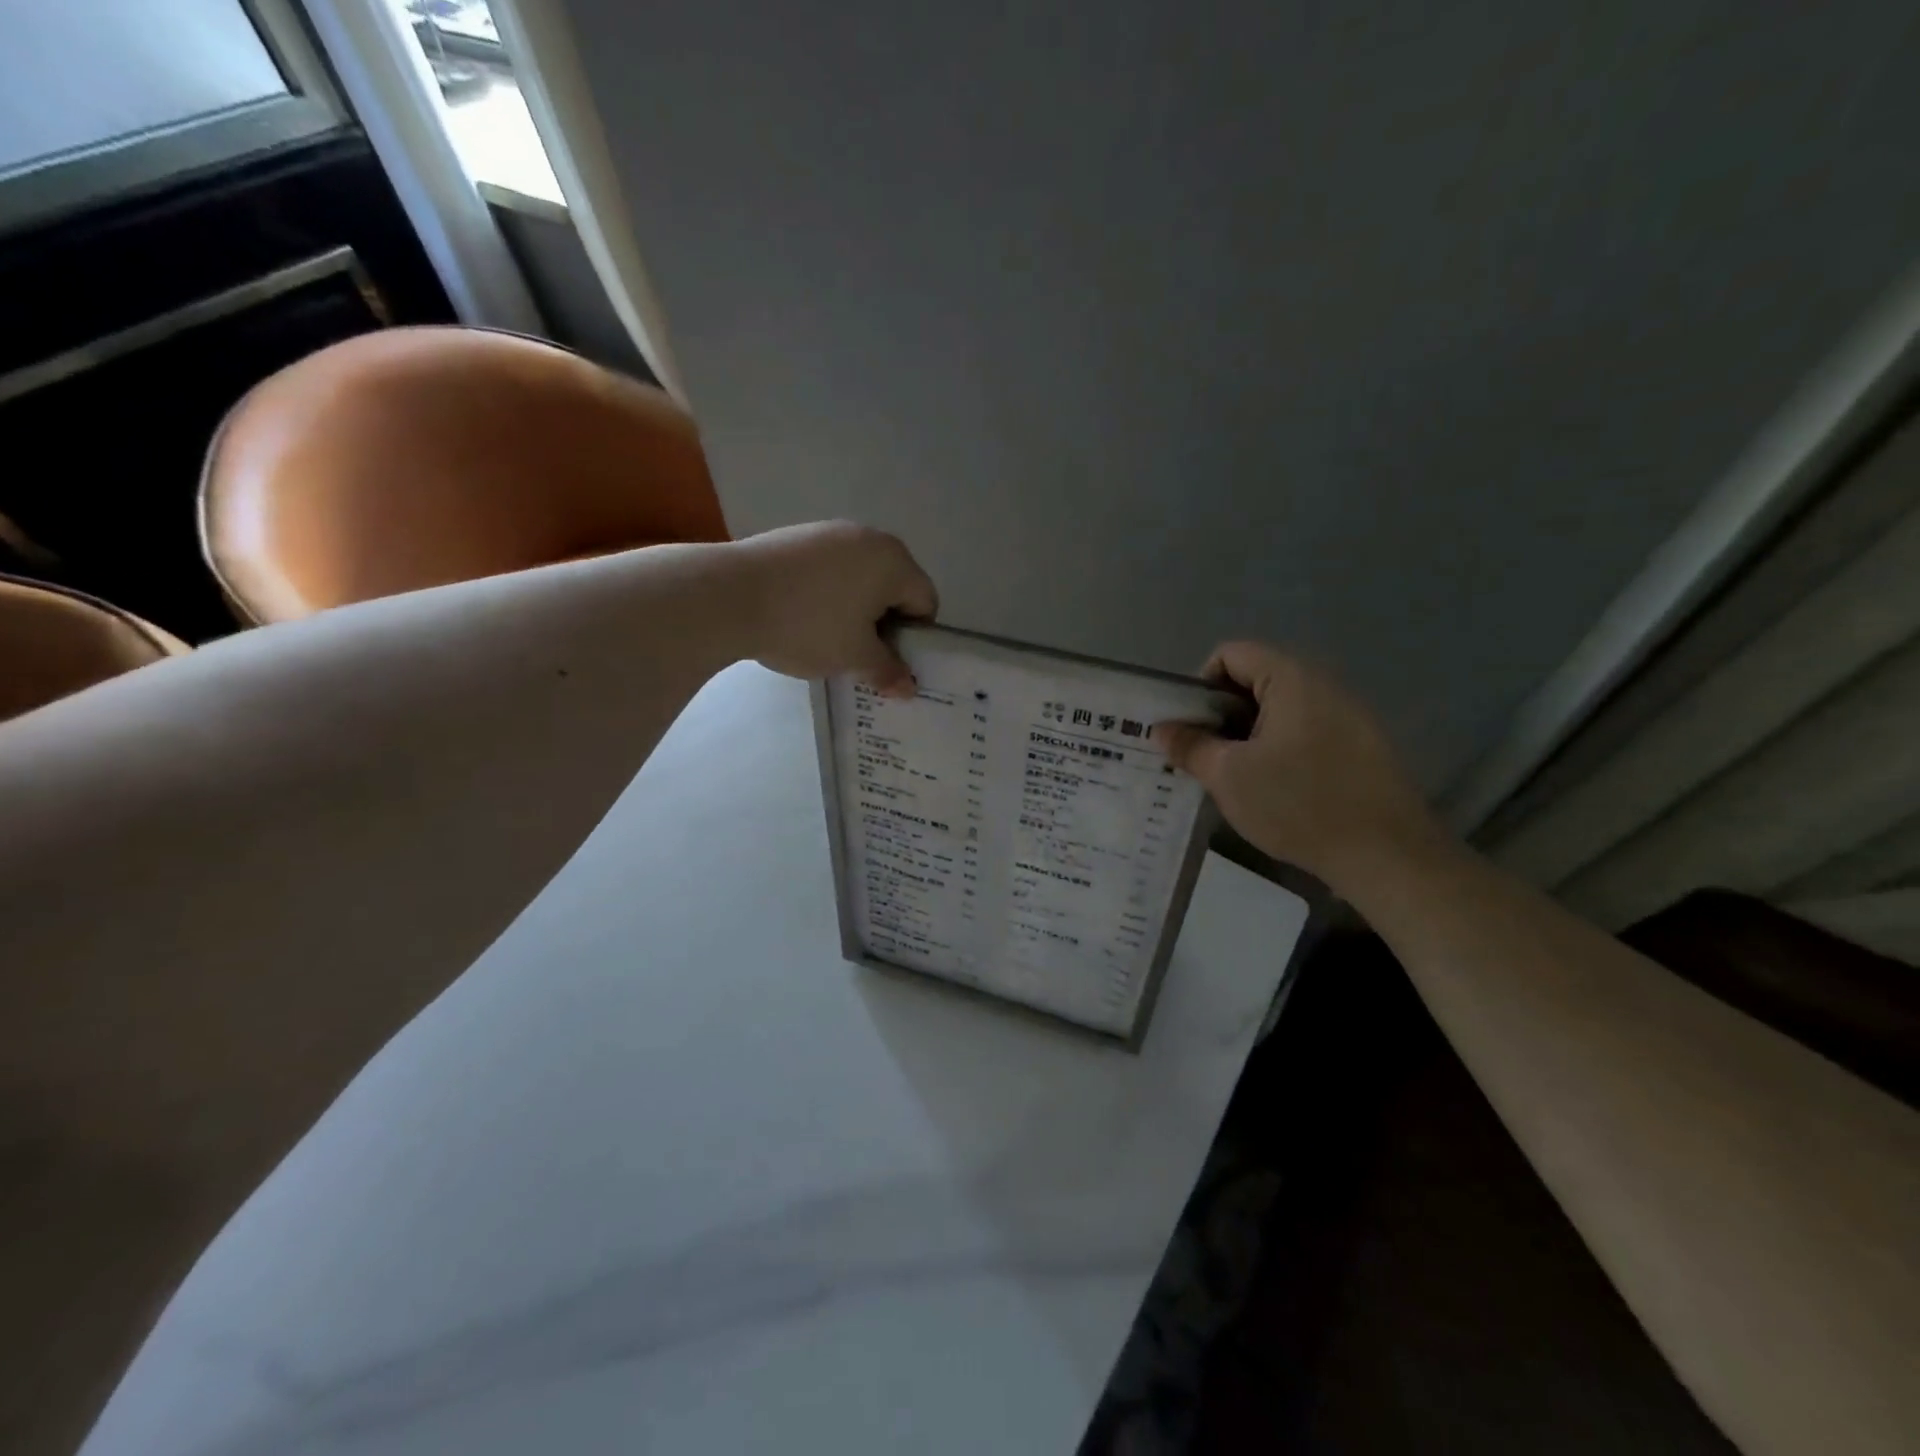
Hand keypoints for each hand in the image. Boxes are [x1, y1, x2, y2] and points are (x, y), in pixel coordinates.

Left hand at [730, 521, 937, 694]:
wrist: (730, 595)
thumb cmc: (809, 625)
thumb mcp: (854, 658)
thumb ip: (887, 671)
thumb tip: (908, 687)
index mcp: (894, 561)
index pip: (925, 602)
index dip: (914, 639)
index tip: (888, 661)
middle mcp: (869, 538)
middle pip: (894, 587)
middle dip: (884, 623)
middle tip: (859, 655)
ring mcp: (830, 532)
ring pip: (860, 579)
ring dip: (855, 609)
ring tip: (826, 638)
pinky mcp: (797, 536)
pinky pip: (829, 570)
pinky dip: (827, 594)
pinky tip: (800, 617)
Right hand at [1151, 642, 1443, 888]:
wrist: (1388, 855)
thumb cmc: (1299, 804)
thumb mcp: (1228, 776)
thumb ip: (1191, 746)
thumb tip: (1162, 729)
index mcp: (1291, 678)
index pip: (1230, 654)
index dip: (1199, 685)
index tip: (1190, 729)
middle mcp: (1323, 684)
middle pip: (1255, 680)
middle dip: (1221, 715)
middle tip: (1203, 757)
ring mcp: (1348, 714)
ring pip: (1279, 709)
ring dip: (1248, 736)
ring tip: (1235, 778)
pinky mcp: (1362, 745)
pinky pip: (1306, 731)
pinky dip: (1279, 749)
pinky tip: (1274, 790)